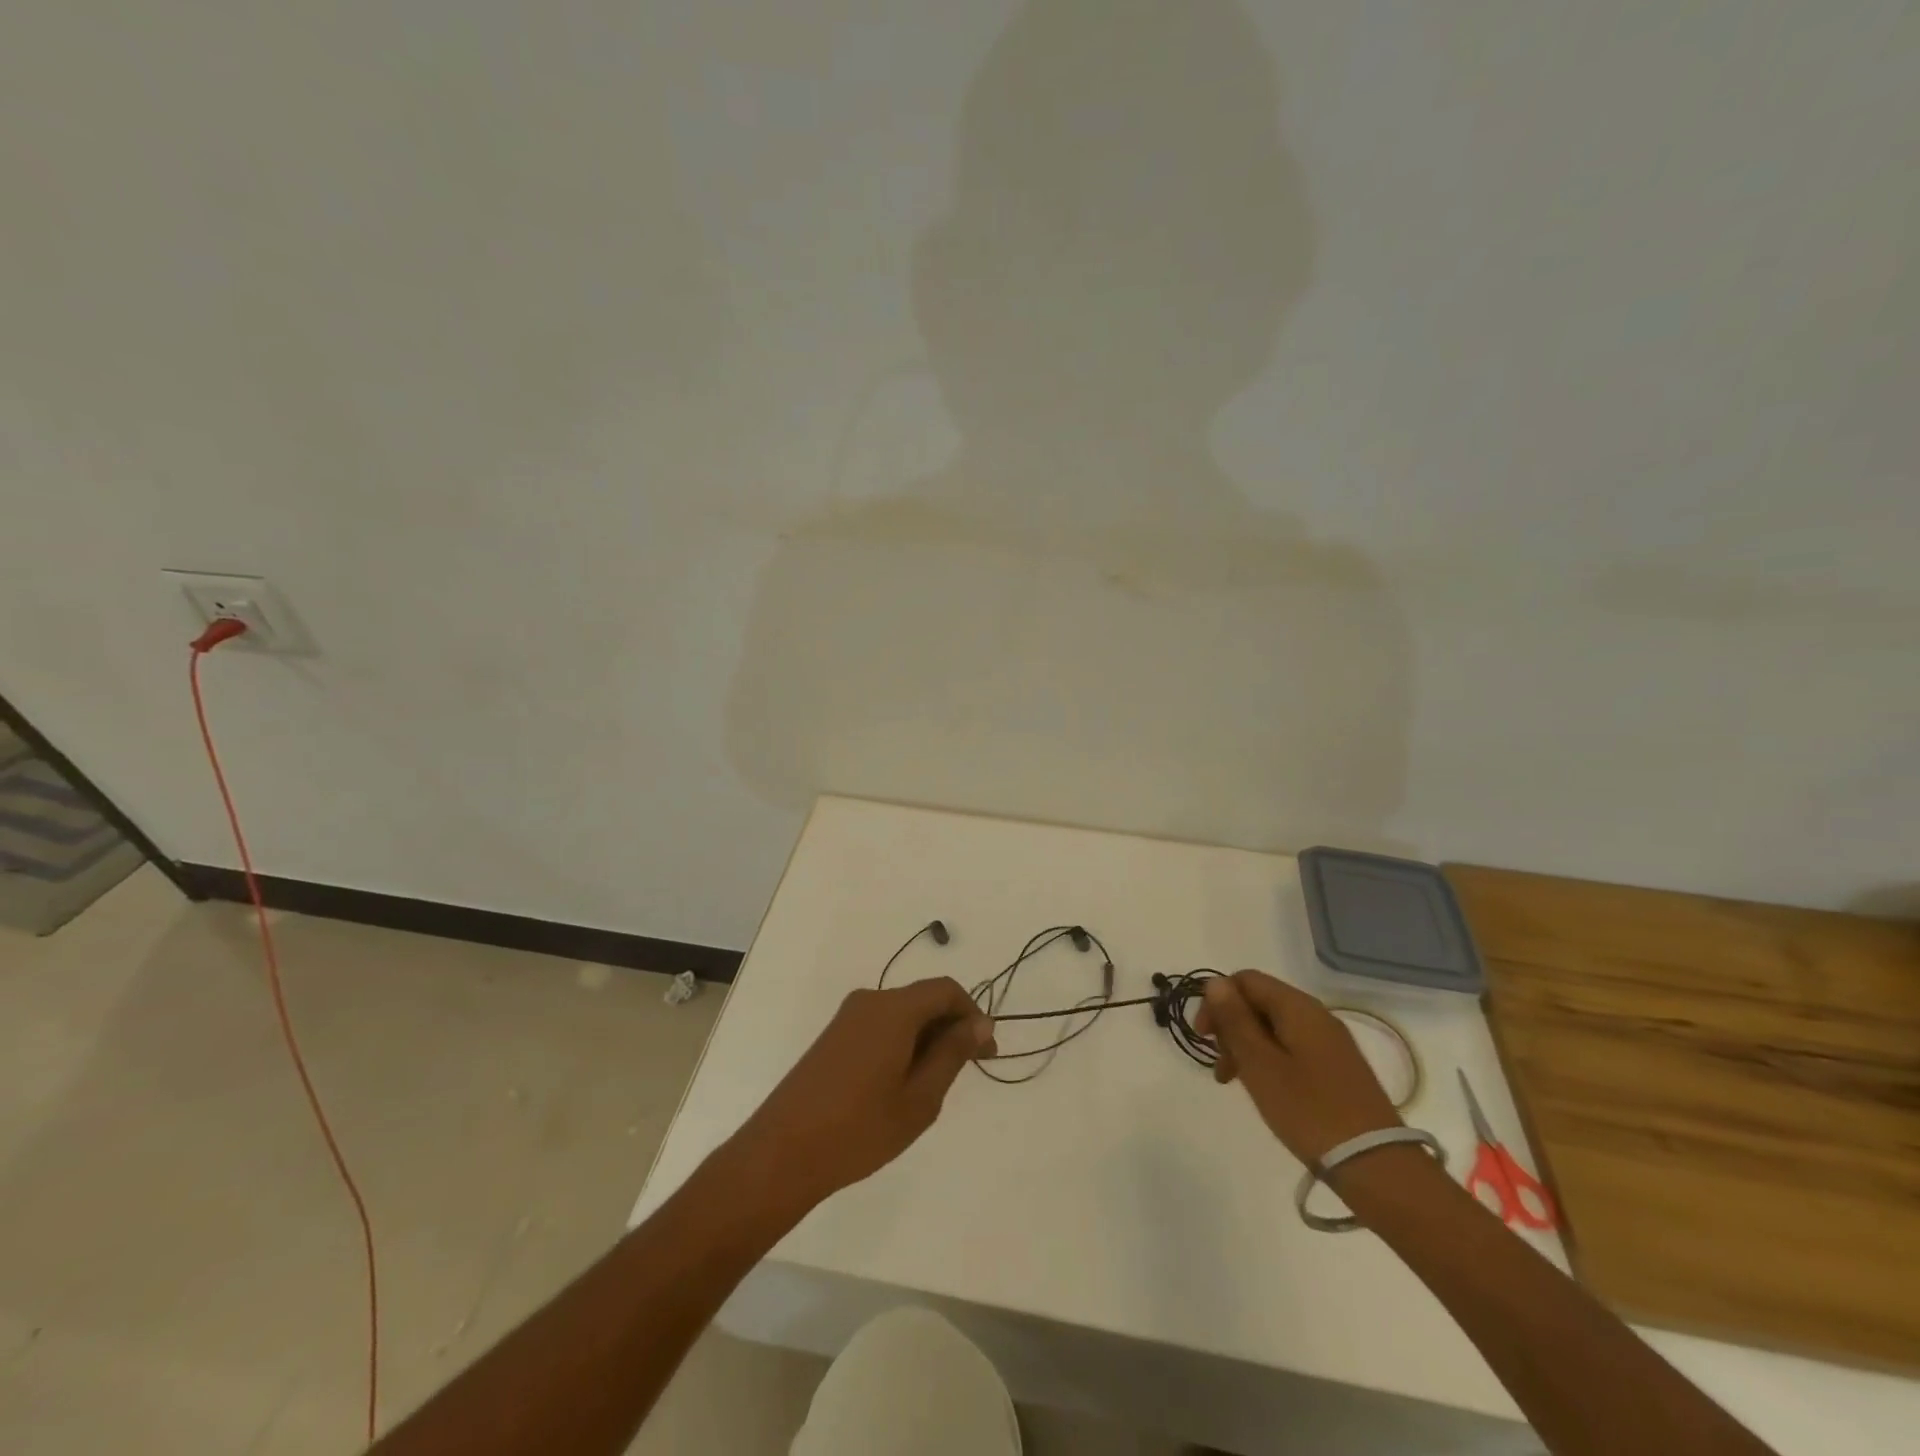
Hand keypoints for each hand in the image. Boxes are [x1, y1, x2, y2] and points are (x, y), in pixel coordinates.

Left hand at [727, 978, 995, 1214]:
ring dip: (927, 1038)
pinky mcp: (833, 1036)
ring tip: (934, 1085)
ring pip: (902, 1014)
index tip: (987, 1053)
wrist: (782, 1153)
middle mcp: (870, 1001)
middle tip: (967, 1072)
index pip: (946, 990)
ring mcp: (847, 1017)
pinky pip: (881, 1026)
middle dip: (951, 1028)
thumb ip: (952, 1054)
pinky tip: (902, 1084)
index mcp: (894, 1009)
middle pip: (923, 998)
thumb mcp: (920, 1097)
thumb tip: (980, 1023)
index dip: (973, 1015)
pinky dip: (903, 1043)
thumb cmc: (859, 1128)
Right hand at [1196, 970, 1401, 1165]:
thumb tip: (1215, 982)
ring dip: (1247, 1047)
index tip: (1204, 1038)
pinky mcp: (1337, 1068)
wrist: (1377, 1166)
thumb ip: (1235, 1020)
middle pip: (1259, 1002)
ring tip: (1235, 1083)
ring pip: (1273, 1027)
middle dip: (1231, 1027)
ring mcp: (1330, 1042)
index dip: (1217, 1001)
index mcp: (1298, 1007)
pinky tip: (1265, 1090)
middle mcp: (1316, 1015)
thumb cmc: (1309, 1111)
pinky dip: (1269, 1061)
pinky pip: (1291, 1048)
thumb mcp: (1260, 1064)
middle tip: (1222, 1068)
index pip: (1245, 980)